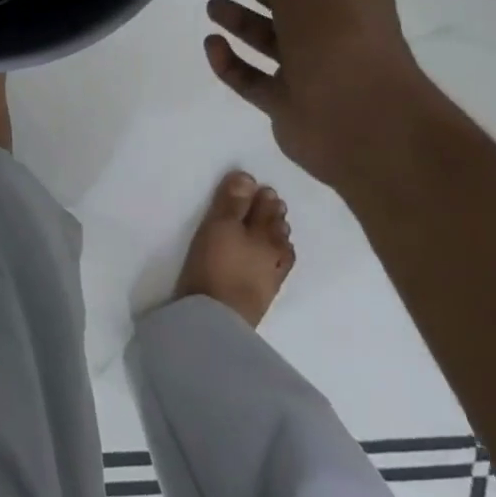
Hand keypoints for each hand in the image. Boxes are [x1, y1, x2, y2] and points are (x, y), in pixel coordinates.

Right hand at [174, 170, 294, 328]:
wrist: (218, 319)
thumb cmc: (216, 264)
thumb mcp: (219, 226)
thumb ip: (233, 201)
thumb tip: (249, 177)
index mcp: (264, 232)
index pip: (265, 208)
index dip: (262, 196)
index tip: (262, 187)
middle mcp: (274, 251)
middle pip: (275, 227)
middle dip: (273, 214)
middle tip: (271, 202)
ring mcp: (272, 275)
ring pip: (280, 248)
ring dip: (277, 233)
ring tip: (274, 226)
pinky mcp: (265, 295)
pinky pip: (277, 267)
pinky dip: (277, 256)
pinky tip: (273, 258)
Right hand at [203, 0, 432, 187]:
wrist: (364, 124)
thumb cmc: (335, 30)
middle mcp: (330, 23)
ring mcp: (311, 67)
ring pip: (270, 37)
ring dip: (242, 20)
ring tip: (210, 6)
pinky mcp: (291, 104)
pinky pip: (255, 80)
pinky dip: (232, 63)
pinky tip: (210, 46)